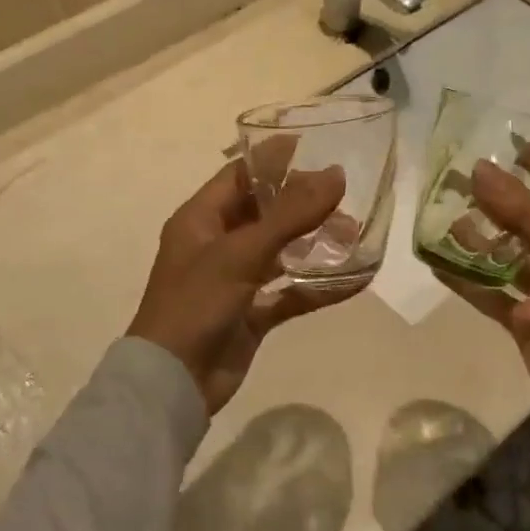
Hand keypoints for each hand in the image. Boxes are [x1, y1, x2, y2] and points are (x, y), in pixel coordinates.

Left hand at [128, 161, 358, 413]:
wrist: (174, 382)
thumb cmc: (196, 304)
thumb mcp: (240, 254)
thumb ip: (289, 215)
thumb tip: (335, 175)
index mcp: (200, 219)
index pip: (240, 176)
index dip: (275, 160)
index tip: (317, 148)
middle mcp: (217, 244)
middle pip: (265, 212)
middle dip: (304, 204)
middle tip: (345, 198)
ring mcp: (236, 281)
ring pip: (282, 252)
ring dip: (315, 243)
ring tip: (355, 235)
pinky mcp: (253, 314)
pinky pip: (291, 293)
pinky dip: (319, 287)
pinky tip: (355, 280)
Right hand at [438, 162, 529, 469]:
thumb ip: (523, 215)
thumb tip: (481, 169)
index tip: (504, 145)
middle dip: (496, 203)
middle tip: (455, 181)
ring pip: (507, 257)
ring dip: (478, 240)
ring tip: (440, 219)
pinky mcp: (526, 321)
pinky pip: (491, 293)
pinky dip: (467, 280)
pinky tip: (436, 265)